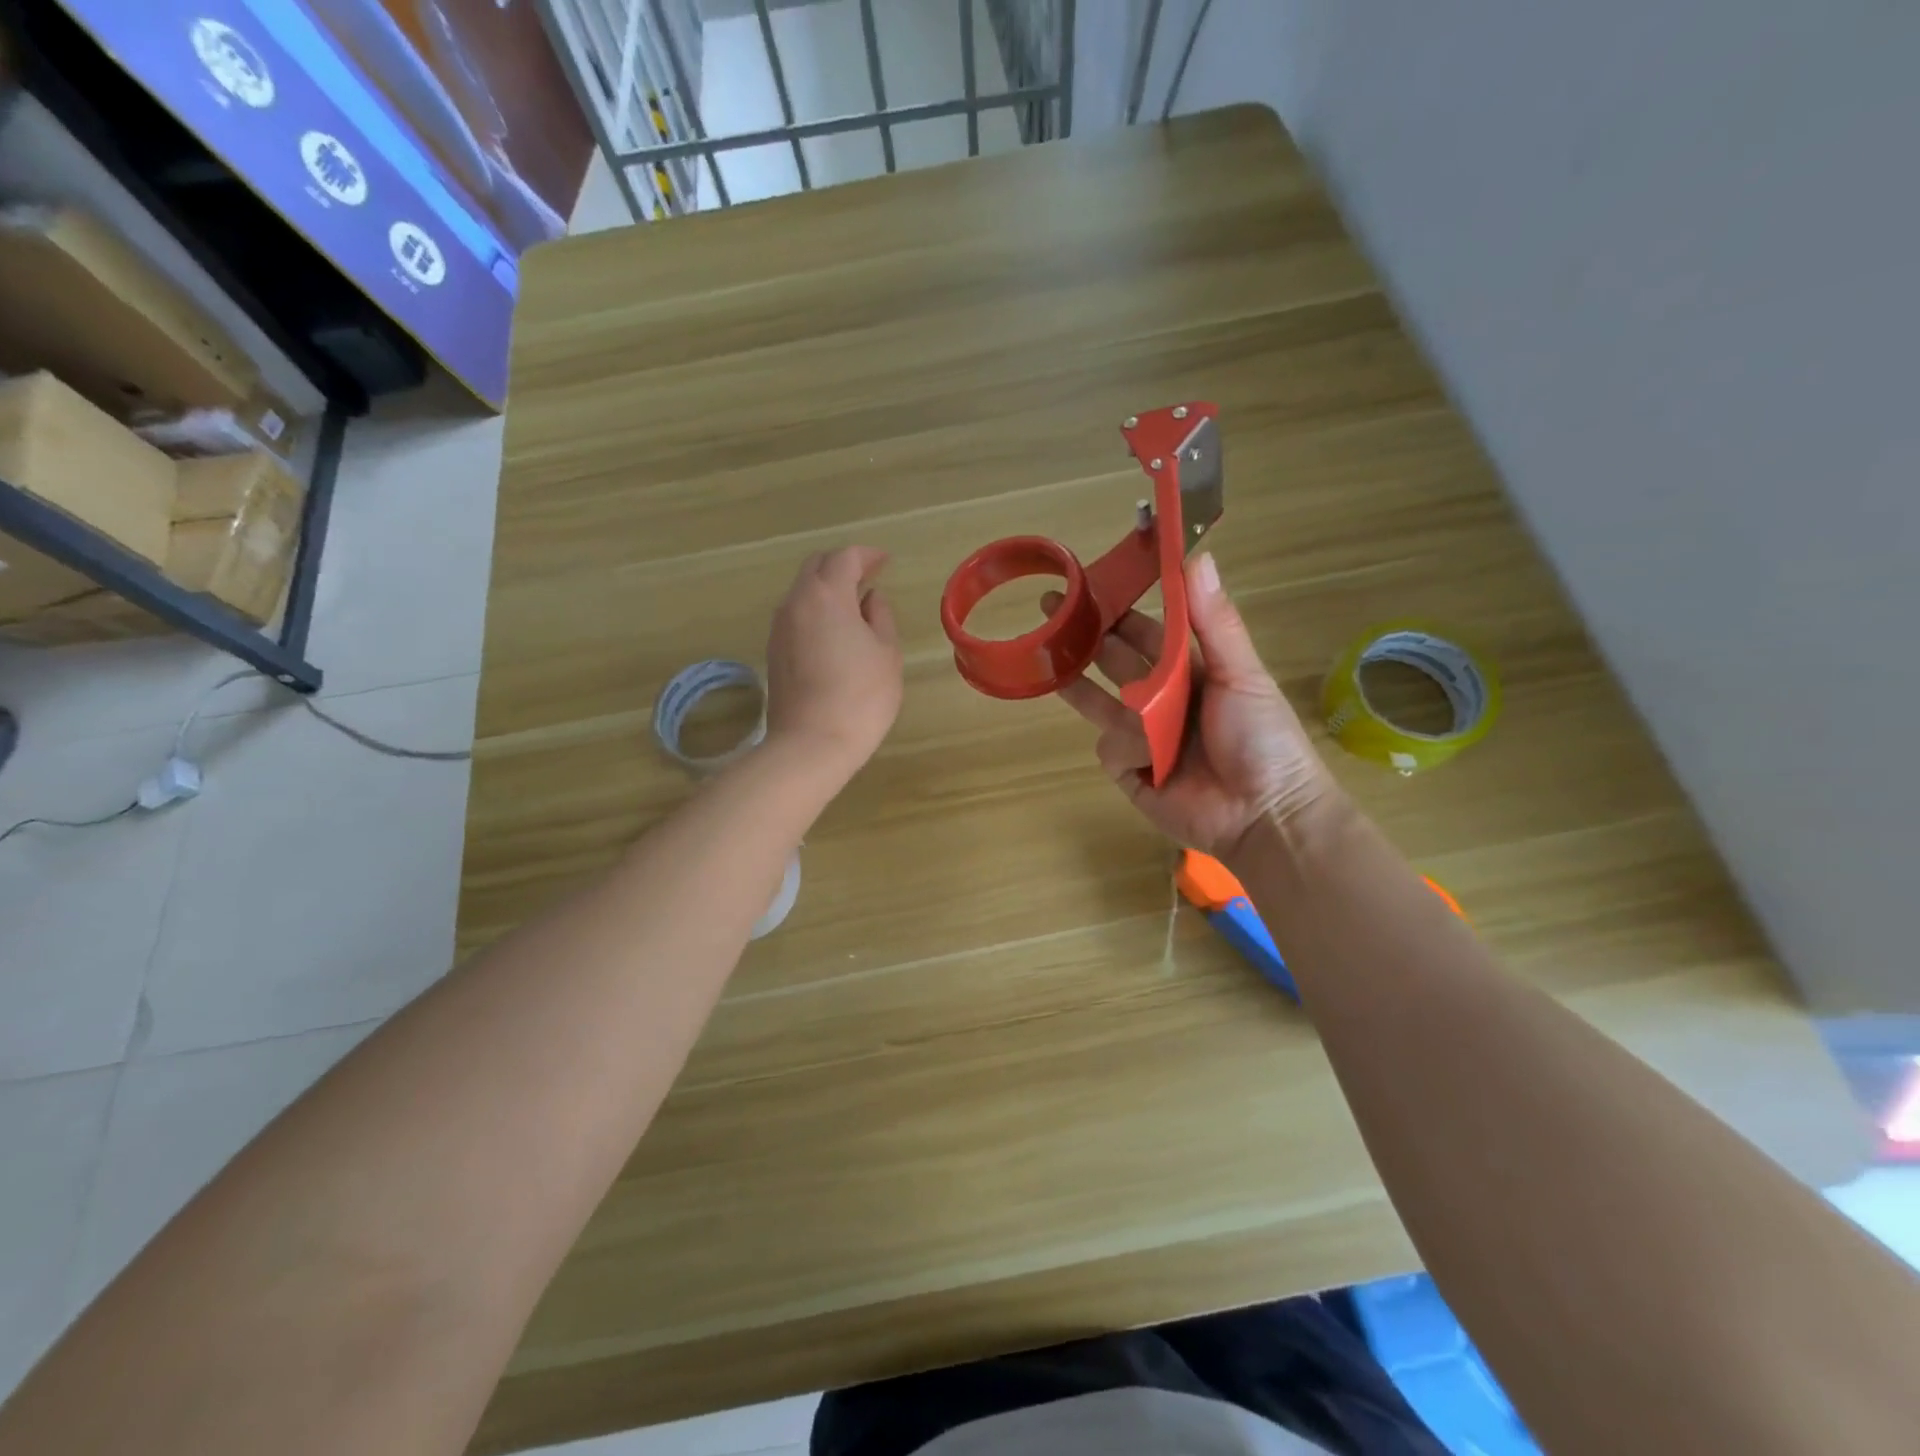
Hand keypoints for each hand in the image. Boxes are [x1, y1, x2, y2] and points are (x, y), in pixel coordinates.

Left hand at [765, 546, 903, 773]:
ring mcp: (779, 628)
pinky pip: (796, 616)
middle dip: (842, 565)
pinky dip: (815, 611)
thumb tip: (870, 598)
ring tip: (853, 606)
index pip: (844, 558)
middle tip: (868, 576)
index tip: (885, 561)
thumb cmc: (861, 697)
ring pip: (802, 592)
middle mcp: (796, 603)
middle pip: (816, 567)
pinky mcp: (773, 652)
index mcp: (827, 595)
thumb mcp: (887, 654)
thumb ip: (880, 617)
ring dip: (827, 589)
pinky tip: (834, 632)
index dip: (867, 555)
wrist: (811, 744)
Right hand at [1048, 552, 1337, 859]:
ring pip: (1100, 701)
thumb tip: (1196, 554)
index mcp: (1190, 671)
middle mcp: (1161, 699)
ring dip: (1079, 679)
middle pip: (1114, 660)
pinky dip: (1128, 747)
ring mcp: (1141, 737)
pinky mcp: (1128, 771)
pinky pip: (1110, 746)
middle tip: (1052, 602)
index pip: (1147, 631)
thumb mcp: (1242, 673)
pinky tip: (1149, 757)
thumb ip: (1214, 620)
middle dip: (1085, 634)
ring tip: (1044, 654)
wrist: (1264, 814)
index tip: (1094, 579)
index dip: (1121, 607)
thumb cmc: (1261, 738)